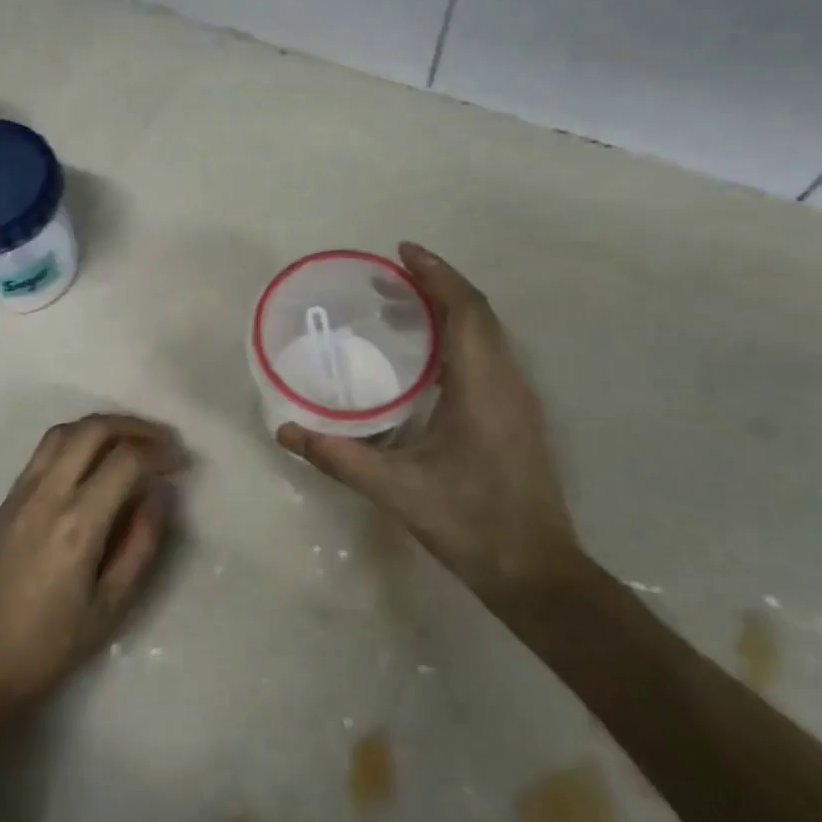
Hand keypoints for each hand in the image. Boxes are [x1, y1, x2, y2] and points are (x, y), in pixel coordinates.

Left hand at [0, 413, 183, 723]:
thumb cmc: (51, 645)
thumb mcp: (112, 606)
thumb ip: (142, 544)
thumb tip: (161, 494)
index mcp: (77, 523)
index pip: (126, 460)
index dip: (161, 452)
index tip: (182, 462)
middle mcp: (47, 495)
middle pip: (93, 430)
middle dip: (135, 426)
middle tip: (163, 441)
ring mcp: (21, 493)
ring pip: (65, 432)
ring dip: (104, 426)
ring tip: (132, 442)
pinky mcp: (6, 501)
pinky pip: (44, 450)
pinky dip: (77, 439)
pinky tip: (94, 459)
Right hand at [277, 243, 581, 613]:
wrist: (536, 570)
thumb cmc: (469, 522)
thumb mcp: (396, 488)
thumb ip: (338, 456)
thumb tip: (285, 432)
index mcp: (482, 384)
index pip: (464, 308)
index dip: (435, 273)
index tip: (402, 251)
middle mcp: (507, 380)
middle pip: (478, 312)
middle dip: (436, 285)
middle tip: (389, 278)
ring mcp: (520, 398)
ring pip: (488, 334)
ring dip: (450, 310)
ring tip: (403, 309)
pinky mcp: (520, 416)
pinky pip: (491, 355)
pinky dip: (460, 337)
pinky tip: (428, 361)